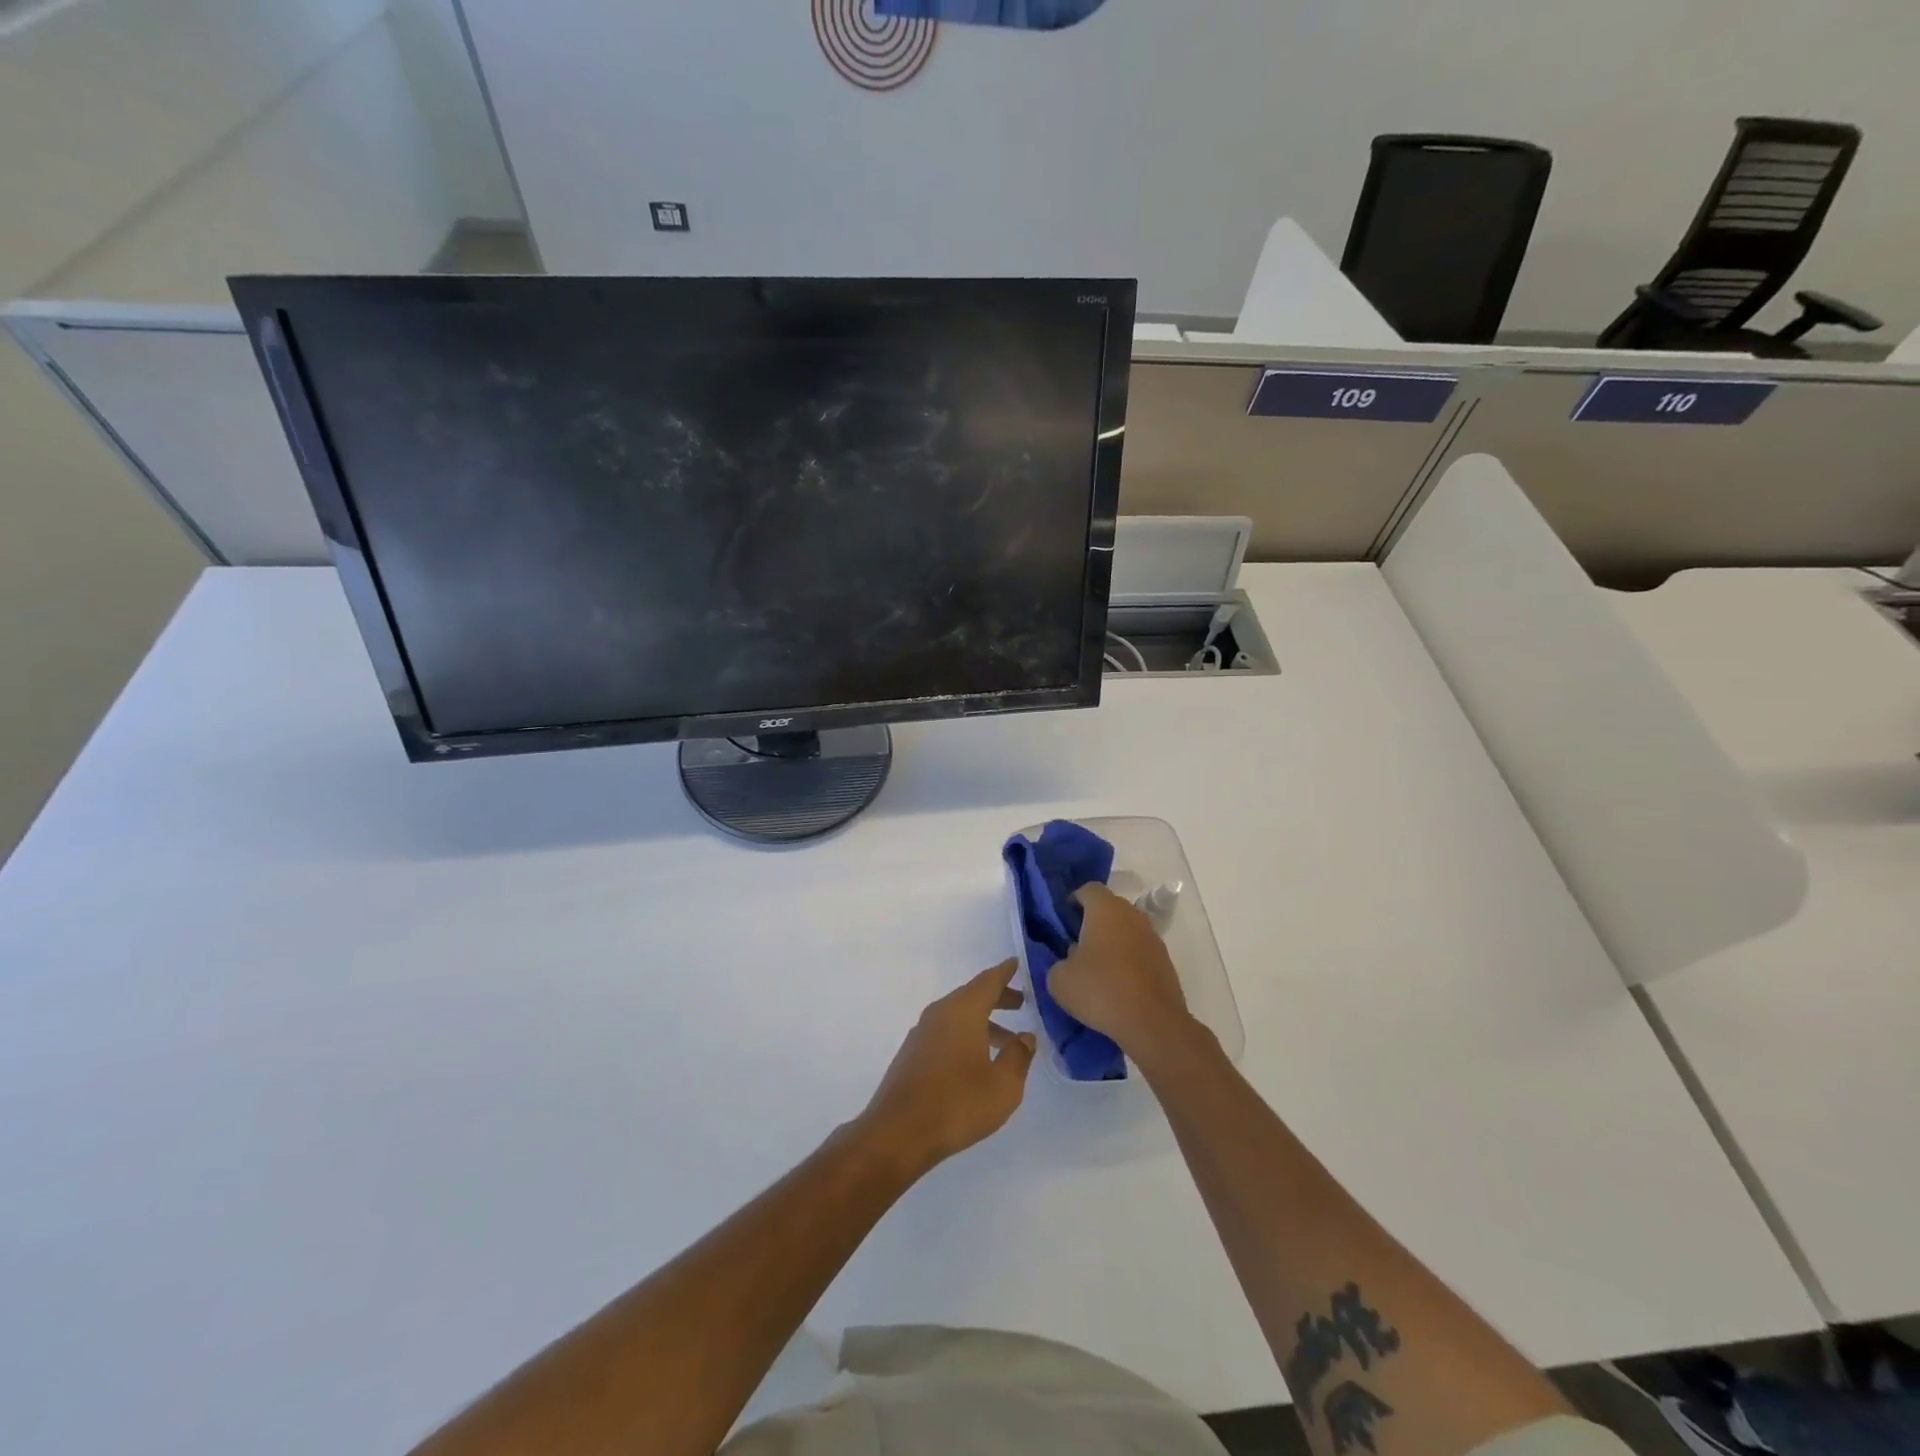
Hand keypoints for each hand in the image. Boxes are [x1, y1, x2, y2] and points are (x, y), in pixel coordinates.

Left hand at [861, 959, 1036, 1174]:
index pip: (988, 981)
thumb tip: (1025, 1037)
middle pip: (972, 996)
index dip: (1005, 972)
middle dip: (997, 998)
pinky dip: (966, 1036)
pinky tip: (976, 1061)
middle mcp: (940, 1013)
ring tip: (1006, 1041)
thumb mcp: (1003, 1084)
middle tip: (1021, 1003)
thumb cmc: (958, 1103)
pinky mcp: (912, 1054)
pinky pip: (946, 1032)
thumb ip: (1018, 1056)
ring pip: (958, 1016)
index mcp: (963, 1010)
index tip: (1017, 963)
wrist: (898, 1132)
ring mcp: (922, 1033)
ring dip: (983, 1022)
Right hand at [1048, 884, 1193, 1057]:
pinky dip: (1127, 960)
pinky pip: (1139, 950)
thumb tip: (1071, 959)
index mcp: (1105, 908)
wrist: (1152, 1023)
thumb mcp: (1059, 979)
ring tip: (1096, 968)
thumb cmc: (1100, 990)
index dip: (1072, 901)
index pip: (1087, 889)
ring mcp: (1152, 937)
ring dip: (1111, 941)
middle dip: (1092, 922)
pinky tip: (1116, 984)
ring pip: (1126, 929)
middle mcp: (1132, 914)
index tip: (1062, 922)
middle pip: (1109, 908)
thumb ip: (1058, 961)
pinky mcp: (1165, 960)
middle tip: (1075, 945)